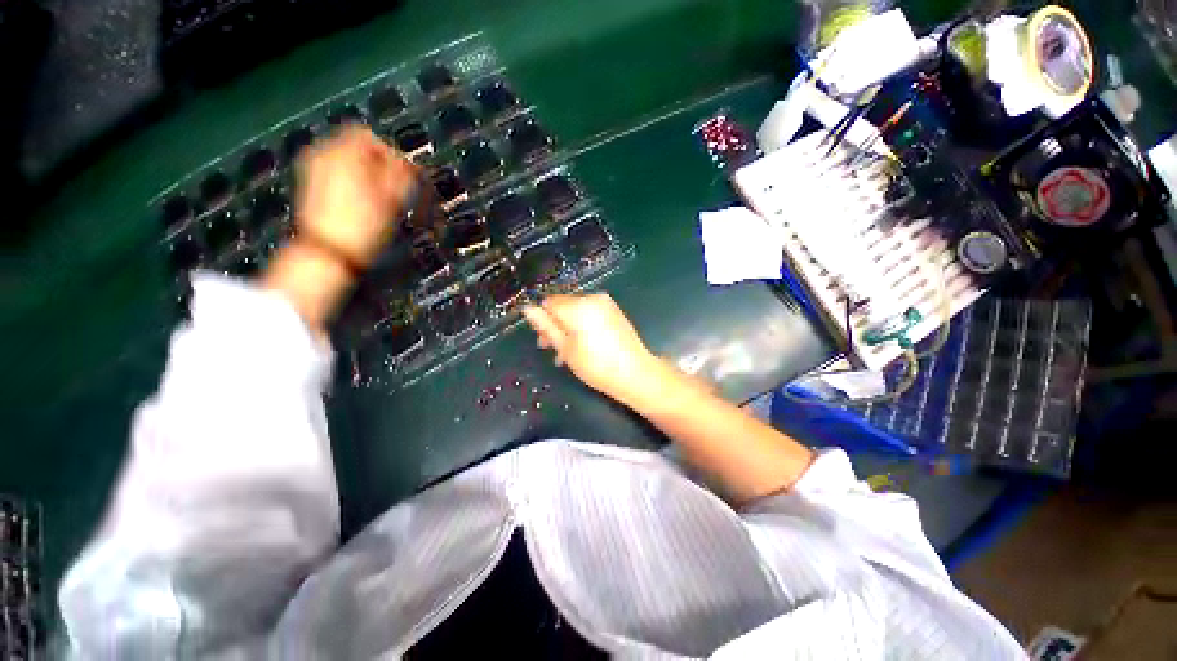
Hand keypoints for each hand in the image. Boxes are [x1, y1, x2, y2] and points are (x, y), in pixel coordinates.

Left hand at [295, 126, 418, 266]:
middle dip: (379, 164)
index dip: (393, 153)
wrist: (330, 252)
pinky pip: (337, 174)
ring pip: (347, 161)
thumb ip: (404, 174)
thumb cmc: (363, 226)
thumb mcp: (394, 198)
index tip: (406, 174)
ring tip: (381, 199)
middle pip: (357, 146)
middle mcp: (324, 154)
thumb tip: (410, 163)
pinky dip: (353, 183)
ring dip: (367, 174)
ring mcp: (314, 170)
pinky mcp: (311, 187)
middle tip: (396, 188)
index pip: (372, 136)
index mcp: (345, 151)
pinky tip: (363, 204)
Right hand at [523, 294, 661, 405]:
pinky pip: (590, 313)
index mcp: (577, 306)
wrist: (636, 373)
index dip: (542, 321)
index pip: (549, 302)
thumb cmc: (596, 365)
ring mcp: (605, 303)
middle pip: (563, 306)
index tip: (544, 341)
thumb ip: (545, 326)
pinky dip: (583, 326)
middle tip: (553, 350)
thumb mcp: (565, 348)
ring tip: (568, 354)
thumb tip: (527, 308)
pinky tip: (584, 346)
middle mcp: (592, 298)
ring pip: (576, 311)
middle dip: (555, 326)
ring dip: (568, 328)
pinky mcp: (614, 311)